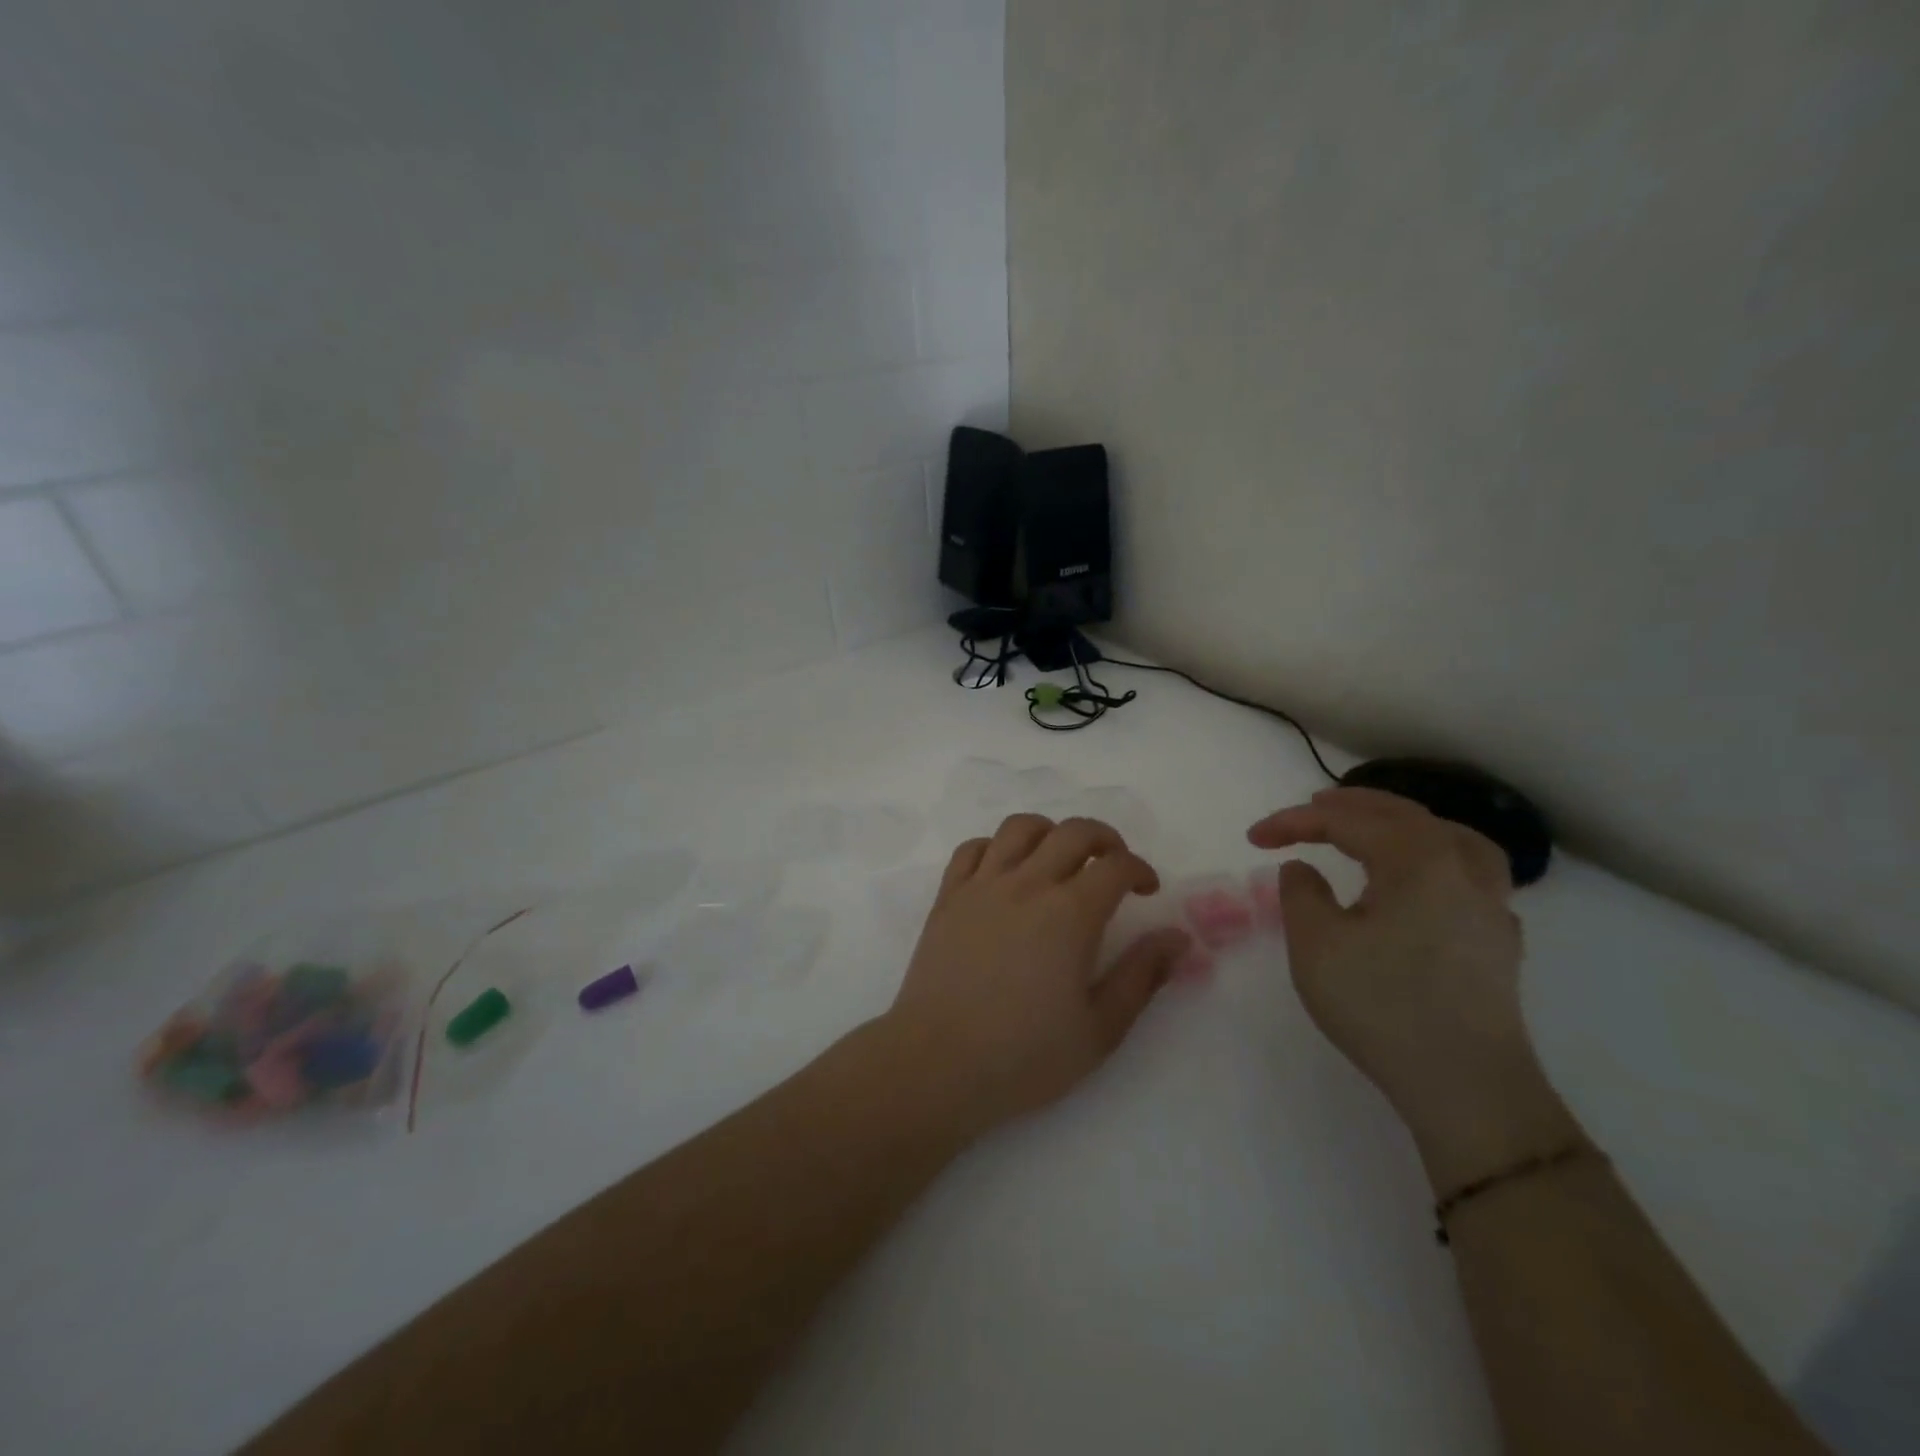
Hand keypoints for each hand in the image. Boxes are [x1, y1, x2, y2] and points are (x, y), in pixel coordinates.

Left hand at [880, 814, 1190, 1139]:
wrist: (937, 1064)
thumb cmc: (1024, 1056)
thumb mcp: (1100, 1029)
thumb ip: (1142, 976)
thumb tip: (1177, 937)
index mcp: (1070, 913)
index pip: (1115, 865)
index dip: (1140, 869)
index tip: (1147, 890)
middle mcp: (1026, 884)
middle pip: (1072, 832)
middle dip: (1104, 838)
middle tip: (1113, 865)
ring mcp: (982, 886)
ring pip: (1019, 828)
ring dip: (1049, 832)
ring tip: (1059, 859)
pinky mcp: (947, 897)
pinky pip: (972, 849)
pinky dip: (995, 847)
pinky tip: (1005, 871)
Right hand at [1249, 787, 1575, 1189]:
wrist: (1467, 1086)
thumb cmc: (1382, 1005)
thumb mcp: (1316, 945)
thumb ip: (1301, 894)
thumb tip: (1304, 868)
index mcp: (1416, 860)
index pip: (1346, 821)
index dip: (1295, 821)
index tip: (1255, 836)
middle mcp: (1460, 868)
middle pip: (1403, 816)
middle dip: (1350, 807)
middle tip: (1310, 807)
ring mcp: (1489, 904)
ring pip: (1449, 836)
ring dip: (1404, 823)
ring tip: (1376, 826)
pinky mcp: (1497, 939)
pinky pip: (1470, 872)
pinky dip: (1437, 856)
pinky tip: (1424, 880)